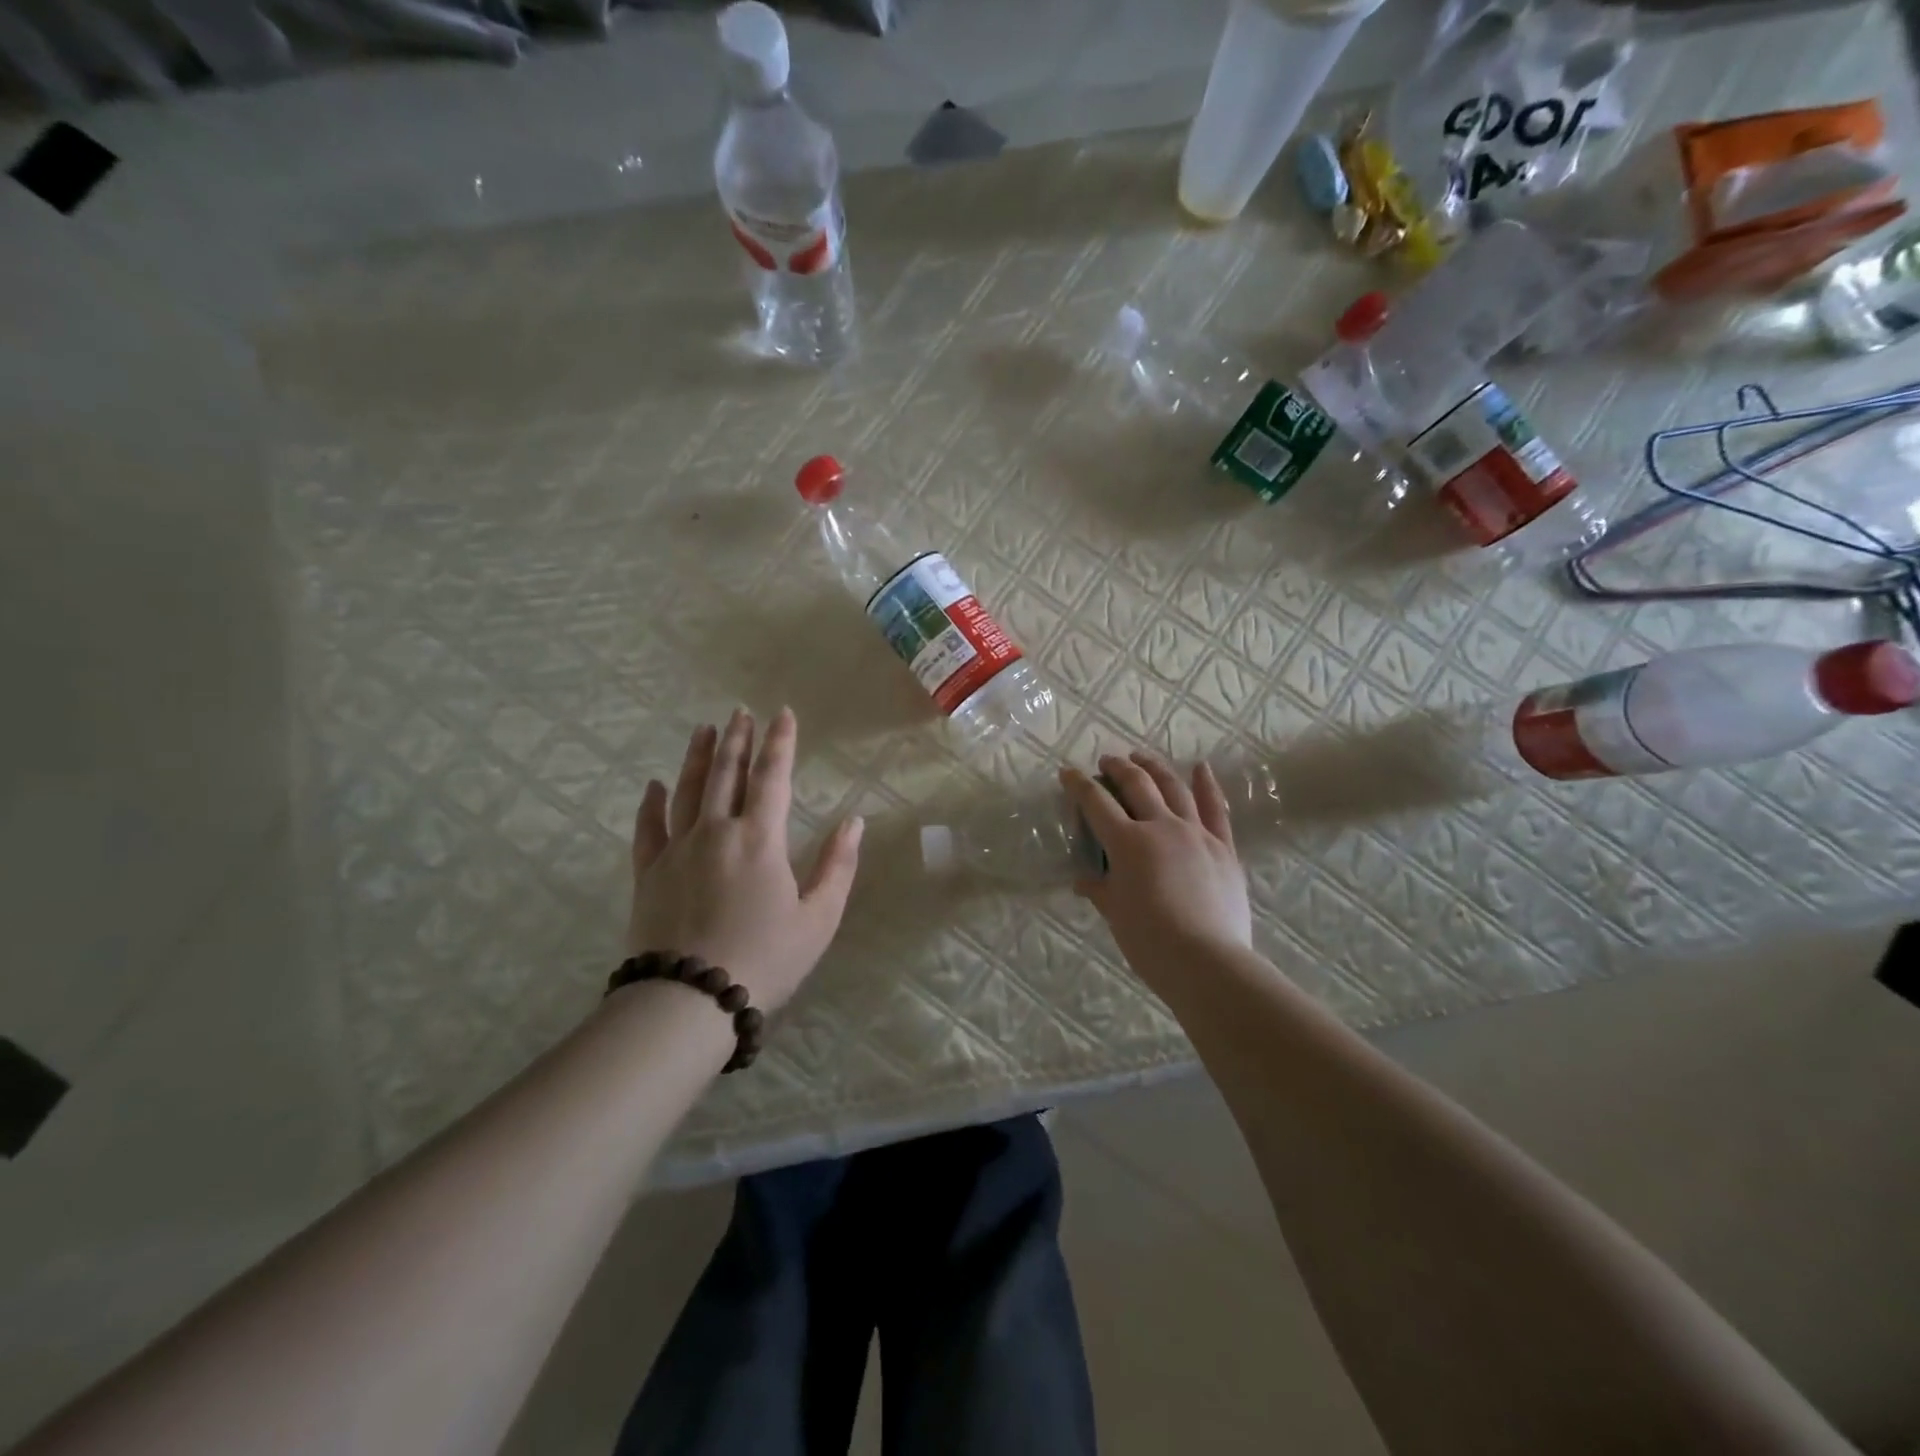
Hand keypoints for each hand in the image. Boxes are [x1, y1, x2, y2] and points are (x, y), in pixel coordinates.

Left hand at [627, 708, 863, 1011]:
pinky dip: (650, 803)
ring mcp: (677, 850)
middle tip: (740, 712)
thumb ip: (838, 865)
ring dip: (697, 757)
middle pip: (725, 773)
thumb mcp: (818, 918)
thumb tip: (854, 822)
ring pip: (686, 790)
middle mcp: (716, 831)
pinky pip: (647, 828)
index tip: (783, 713)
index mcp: (760, 838)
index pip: (773, 776)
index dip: (780, 742)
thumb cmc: (765, 959)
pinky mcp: (648, 873)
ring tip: (704, 730)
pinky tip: (652, 785)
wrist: (690, 1000)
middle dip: (737, 739)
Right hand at [1060, 751, 1251, 986]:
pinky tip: (1201, 768)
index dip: (1079, 785)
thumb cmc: (1149, 940)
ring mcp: (1196, 833)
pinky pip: (1215, 809)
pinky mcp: (1223, 847)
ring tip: (1143, 758)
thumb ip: (1099, 889)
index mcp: (1127, 842)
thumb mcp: (1115, 913)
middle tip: (1107, 761)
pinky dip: (1207, 785)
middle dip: (1118, 768)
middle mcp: (1161, 826)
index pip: (1096, 803)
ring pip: (1174, 788)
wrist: (1206, 960)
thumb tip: (1083, 881)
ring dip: (1155, 768)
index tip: (1068, 772)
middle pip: (1137, 785)